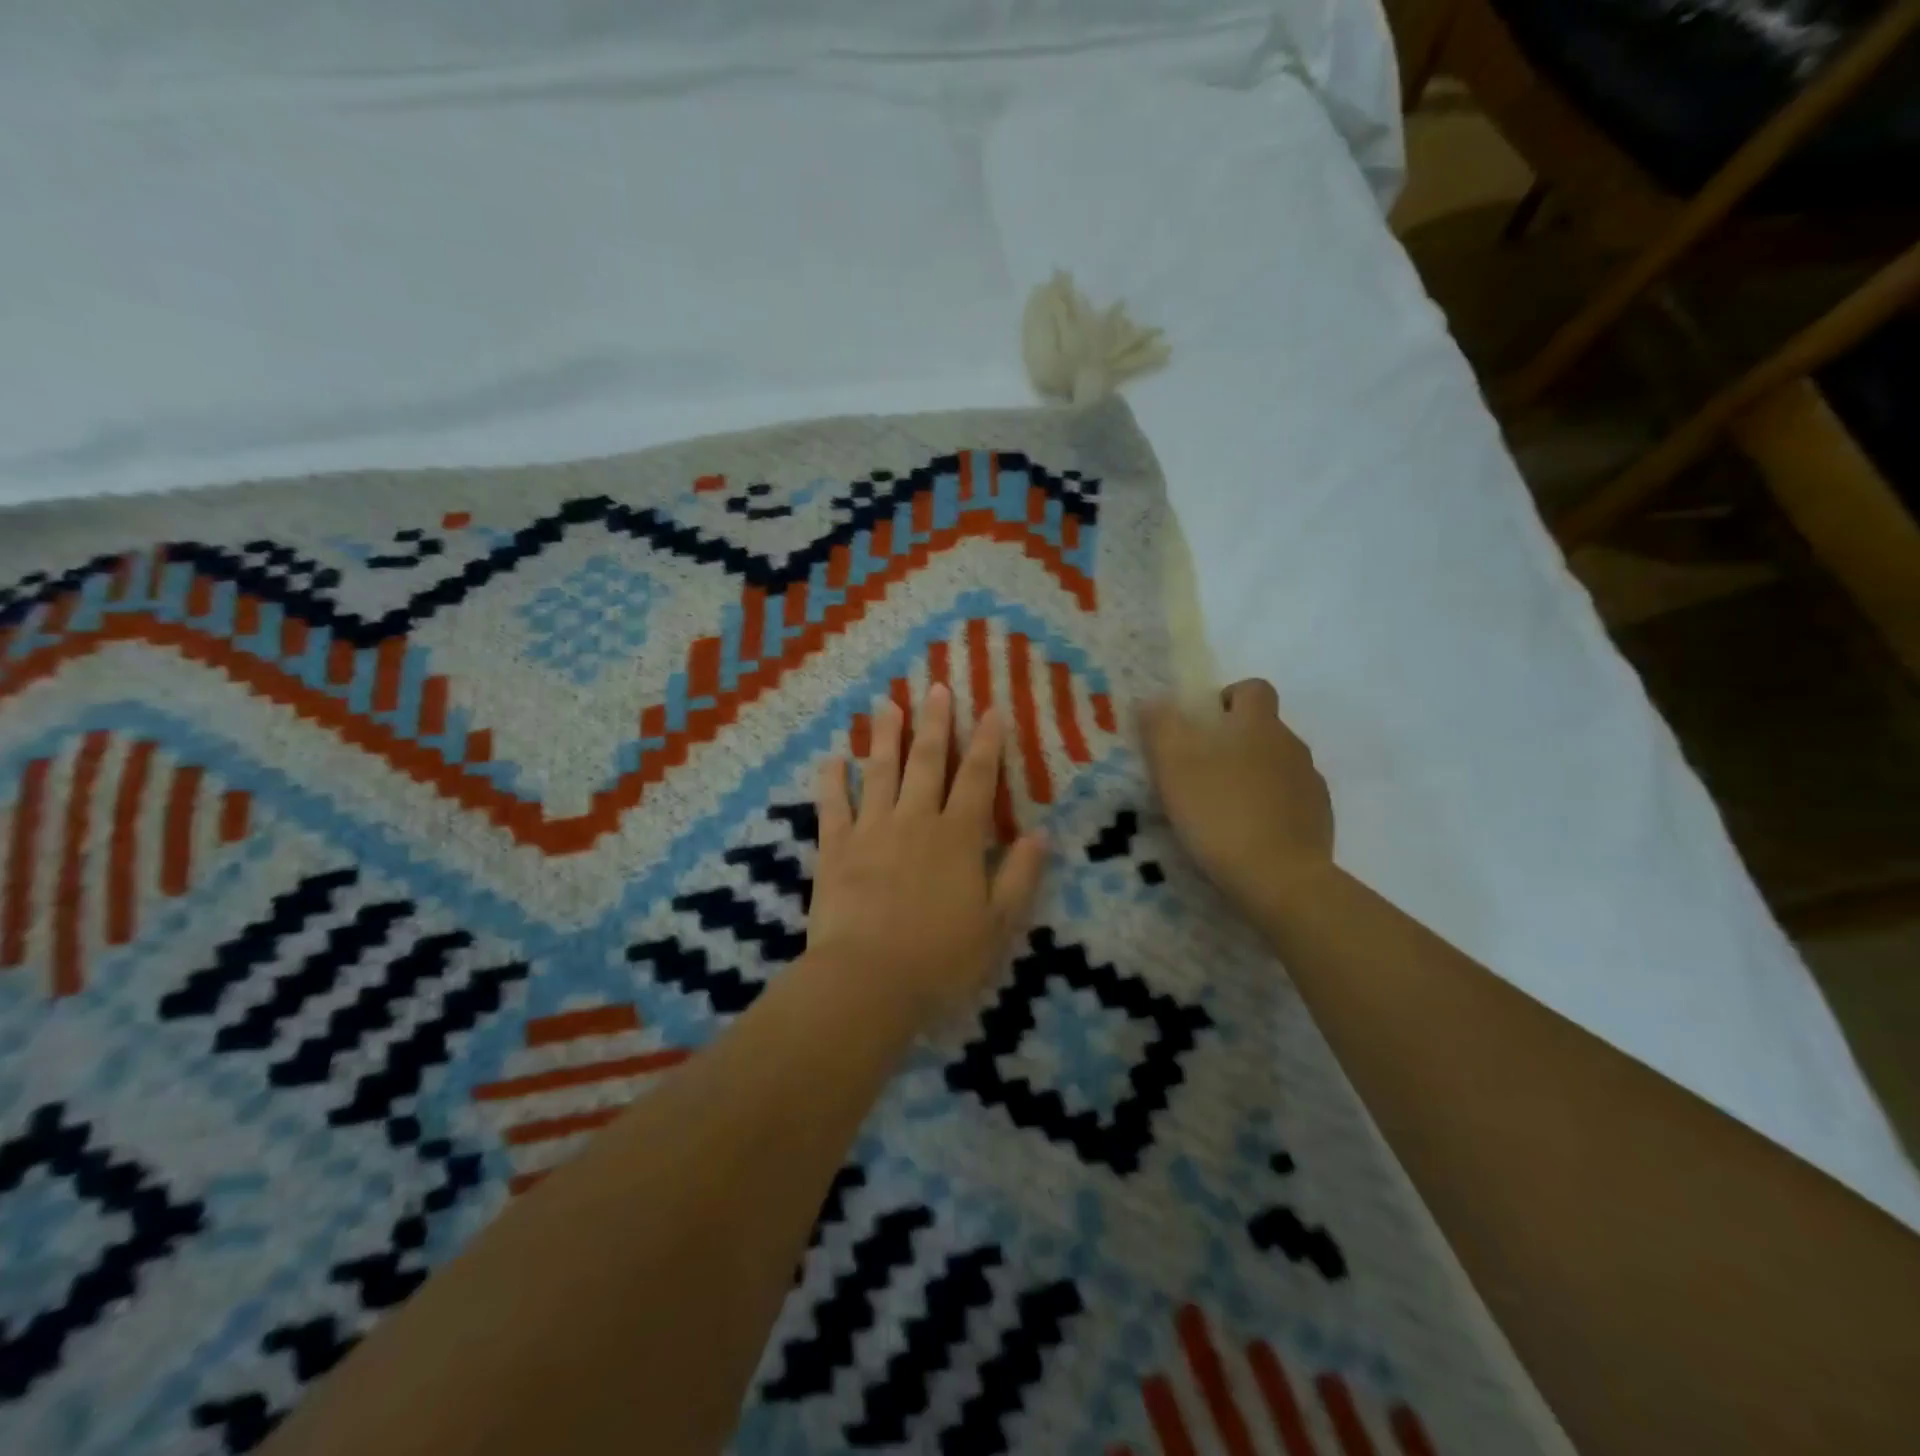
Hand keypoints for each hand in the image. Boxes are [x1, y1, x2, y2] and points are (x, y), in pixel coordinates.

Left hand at [806, 685, 1047, 1028]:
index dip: (986, 743)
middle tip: (935, 687)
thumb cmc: (940, 959)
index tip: (990, 710)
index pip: (977, 779)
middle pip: (927, 762)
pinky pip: (832, 806)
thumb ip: (1020, 876)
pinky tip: (832, 758)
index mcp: (958, 838)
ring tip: (887, 704)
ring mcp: (871, 831)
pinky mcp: (834, 849)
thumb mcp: (997, 925)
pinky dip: (832, 780)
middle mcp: (916, 821)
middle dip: (934, 723)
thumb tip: (1041, 834)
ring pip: (880, 772)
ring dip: (885, 737)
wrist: (867, 982)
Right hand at [1140, 679, 1333, 918]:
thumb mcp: (1172, 765)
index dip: (1229, 698)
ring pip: (1277, 767)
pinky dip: (1269, 809)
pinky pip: (1290, 802)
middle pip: (1264, 729)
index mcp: (1258, 724)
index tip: (1204, 724)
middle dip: (1235, 743)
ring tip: (1222, 809)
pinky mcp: (1320, 821)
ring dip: (1253, 777)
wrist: (1279, 878)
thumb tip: (1154, 700)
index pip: (1253, 689)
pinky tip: (1246, 836)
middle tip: (1200, 773)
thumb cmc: (1219, 811)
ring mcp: (1310, 785)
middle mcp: (1291, 746)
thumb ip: (1160, 725)